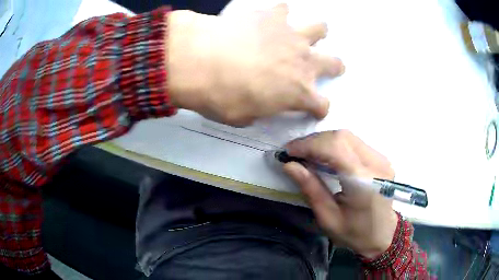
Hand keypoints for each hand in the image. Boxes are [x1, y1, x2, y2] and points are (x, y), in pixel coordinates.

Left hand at [168, 4, 343, 126]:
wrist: (200, 59)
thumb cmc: (220, 95)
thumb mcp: (242, 116)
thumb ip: (260, 110)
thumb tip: (261, 104)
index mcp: (298, 93)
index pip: (321, 105)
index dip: (318, 108)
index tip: (313, 108)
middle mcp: (303, 62)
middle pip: (333, 63)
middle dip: (334, 67)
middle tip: (328, 66)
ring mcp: (291, 35)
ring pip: (319, 28)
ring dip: (317, 33)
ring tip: (304, 35)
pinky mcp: (272, 16)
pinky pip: (283, 9)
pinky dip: (279, 14)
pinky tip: (269, 18)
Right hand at [283, 130, 397, 258]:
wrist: (382, 234)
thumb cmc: (354, 233)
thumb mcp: (328, 218)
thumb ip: (311, 189)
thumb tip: (289, 165)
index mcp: (364, 182)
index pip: (336, 148)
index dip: (309, 145)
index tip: (289, 151)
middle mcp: (376, 164)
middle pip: (342, 137)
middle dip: (315, 141)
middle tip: (296, 153)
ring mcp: (381, 158)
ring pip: (348, 136)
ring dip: (324, 141)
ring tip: (308, 154)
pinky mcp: (380, 158)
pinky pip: (354, 142)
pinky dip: (336, 145)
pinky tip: (325, 156)